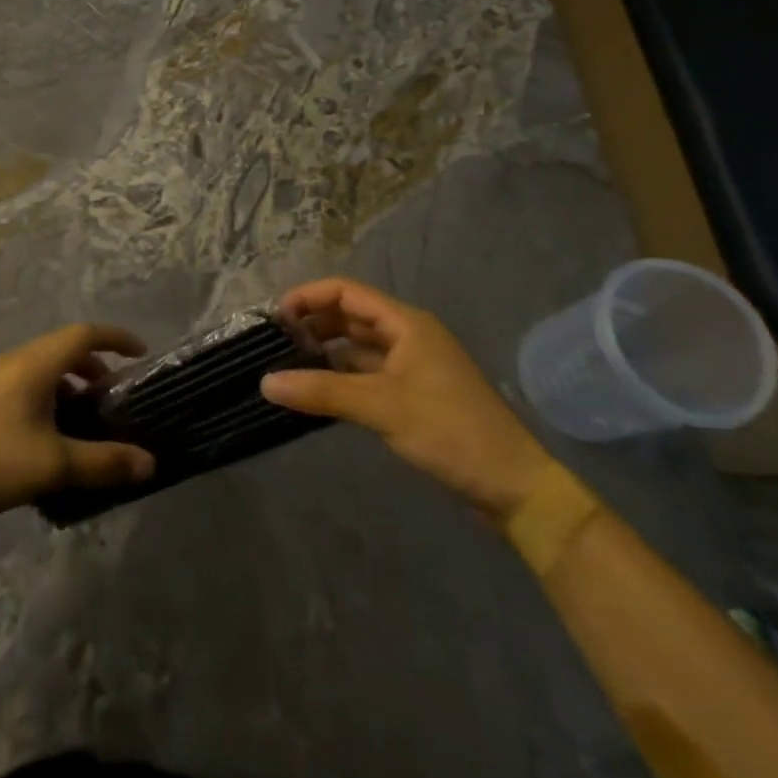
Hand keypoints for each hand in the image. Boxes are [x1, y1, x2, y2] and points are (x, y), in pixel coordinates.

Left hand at [0, 324, 156, 525]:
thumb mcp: (54, 465)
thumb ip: (105, 462)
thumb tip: (150, 463)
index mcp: (34, 364)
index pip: (84, 334)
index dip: (116, 338)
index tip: (140, 352)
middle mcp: (11, 360)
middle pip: (61, 348)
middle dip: (92, 366)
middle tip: (111, 396)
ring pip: (38, 366)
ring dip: (66, 382)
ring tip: (78, 419)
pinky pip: (19, 382)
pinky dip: (42, 393)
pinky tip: (40, 434)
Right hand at [261, 277, 554, 515]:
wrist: (513, 486)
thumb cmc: (450, 431)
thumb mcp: (381, 407)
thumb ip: (321, 391)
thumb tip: (265, 382)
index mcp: (406, 323)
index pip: (346, 291)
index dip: (308, 297)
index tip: (274, 318)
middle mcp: (408, 335)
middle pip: (351, 315)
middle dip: (313, 323)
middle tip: (275, 344)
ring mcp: (412, 365)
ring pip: (358, 346)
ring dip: (326, 351)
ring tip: (288, 365)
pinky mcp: (413, 394)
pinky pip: (367, 373)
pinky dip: (341, 376)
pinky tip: (317, 391)